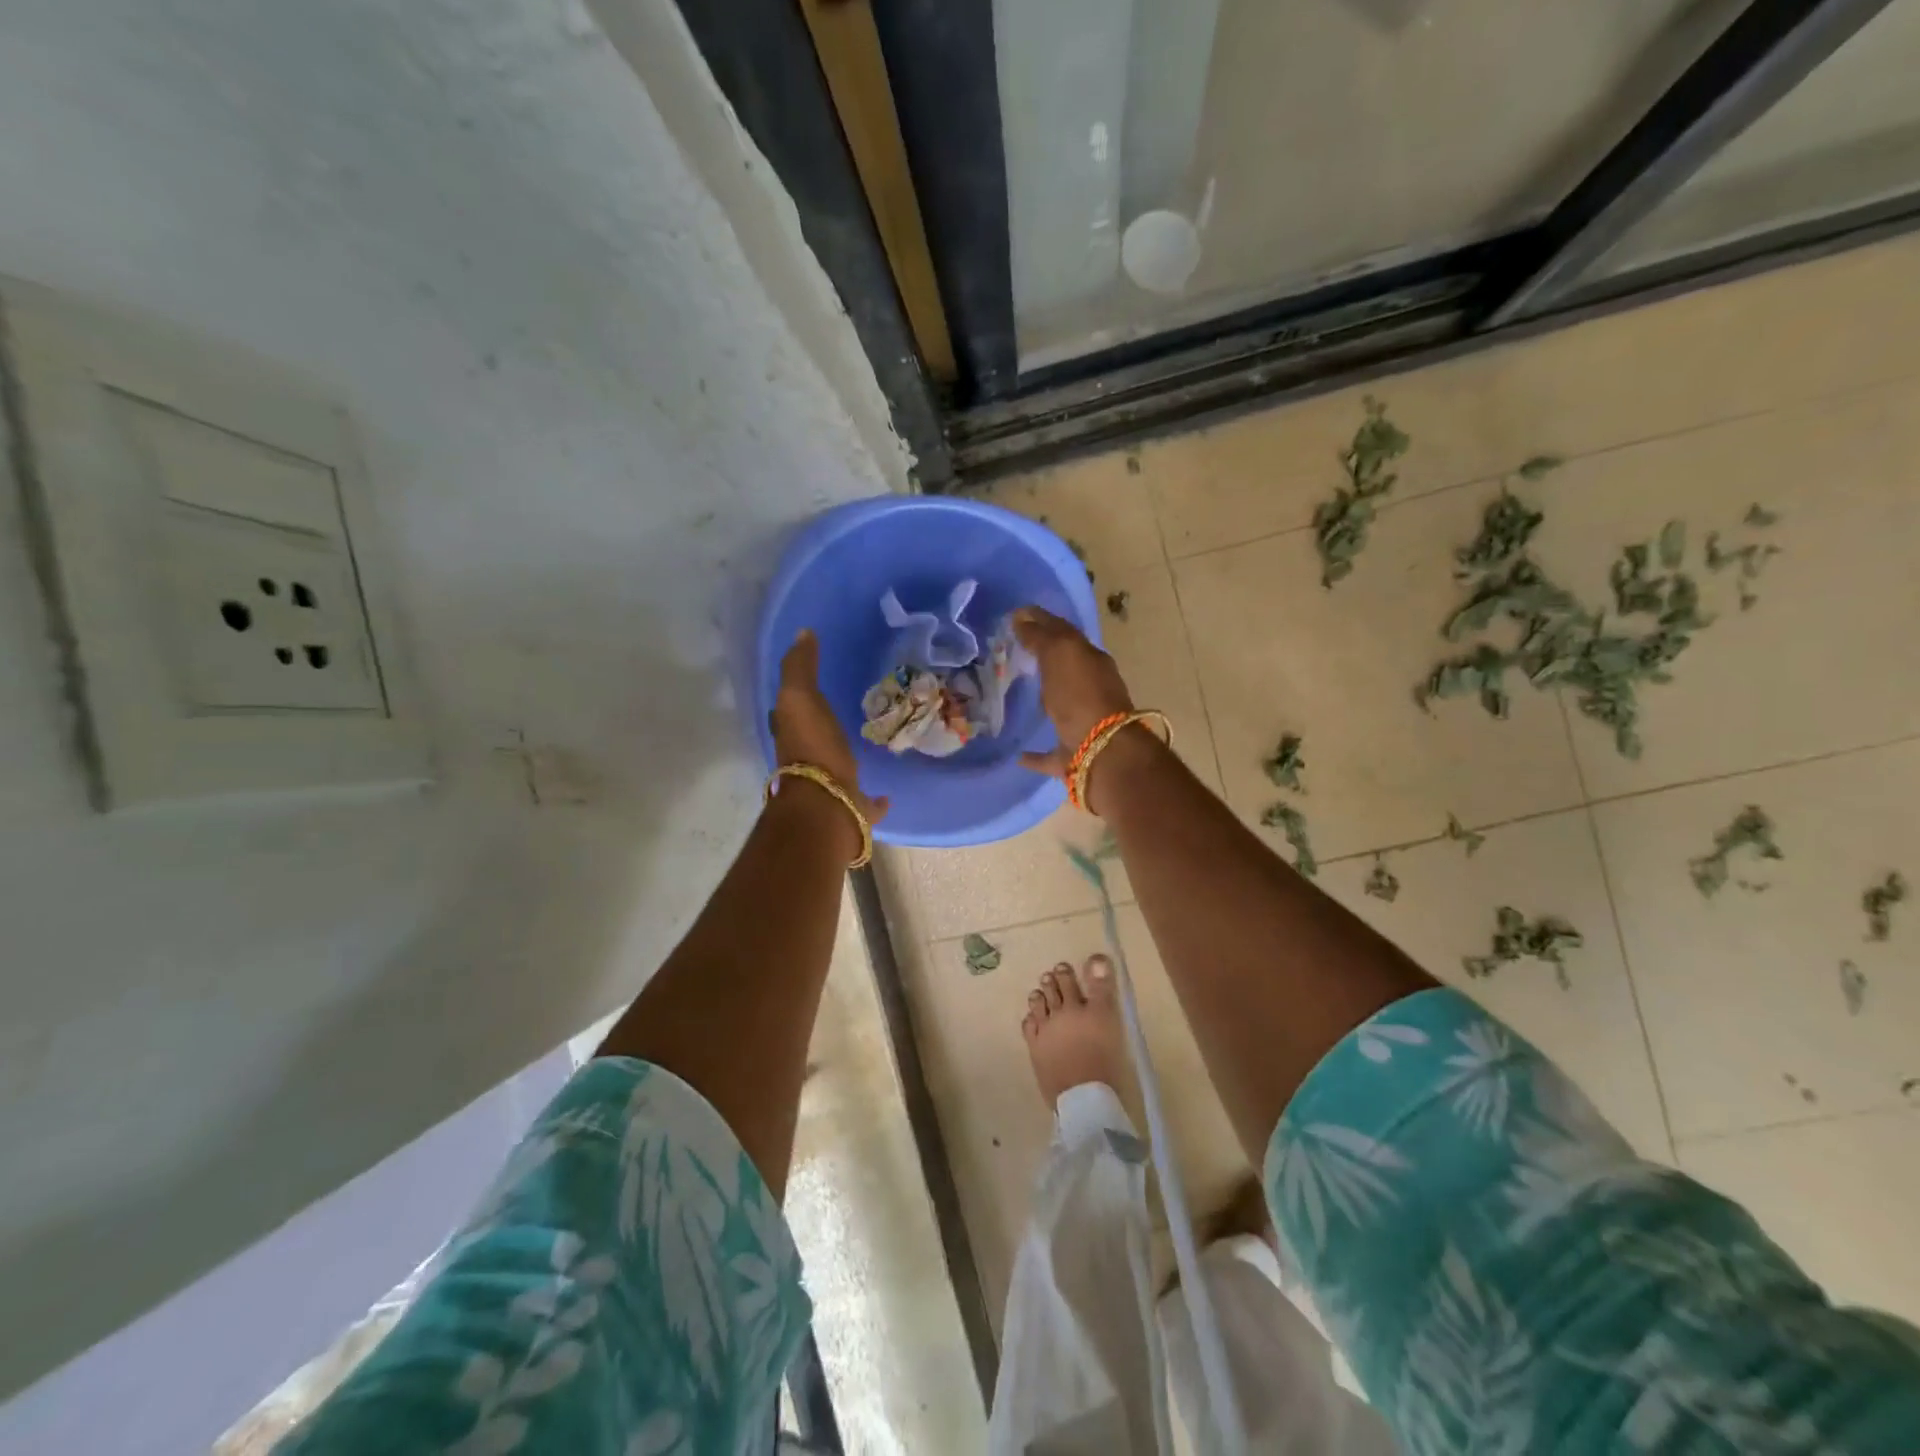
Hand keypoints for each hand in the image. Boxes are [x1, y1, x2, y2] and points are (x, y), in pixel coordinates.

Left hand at [770, 629, 887, 824]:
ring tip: (868, 747)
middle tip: (845, 711)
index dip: (797, 694)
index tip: (814, 681)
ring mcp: (828, 787)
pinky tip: (887, 795)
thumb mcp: (800, 697)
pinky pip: (864, 801)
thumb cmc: (813, 747)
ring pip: (837, 768)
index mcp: (792, 734)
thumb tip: (803, 634)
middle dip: (823, 727)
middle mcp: (805, 761)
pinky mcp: (851, 808)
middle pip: (812, 738)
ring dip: (846, 758)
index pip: (789, 710)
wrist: (827, 804)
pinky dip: (874, 799)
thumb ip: (800, 667)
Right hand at [1010, 606, 1134, 778]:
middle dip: (1044, 659)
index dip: (1040, 621)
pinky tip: (1018, 755)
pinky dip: (1035, 753)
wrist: (1103, 752)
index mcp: (1091, 661)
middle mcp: (1091, 690)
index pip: (1063, 633)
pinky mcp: (1072, 757)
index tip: (1014, 616)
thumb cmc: (1081, 696)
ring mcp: (1084, 725)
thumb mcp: (1060, 654)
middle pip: (1065, 669)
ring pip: (1061, 708)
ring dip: (1044, 701)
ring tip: (1017, 695)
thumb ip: (1041, 636)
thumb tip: (1022, 618)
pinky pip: (1051, 753)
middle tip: (1012, 651)